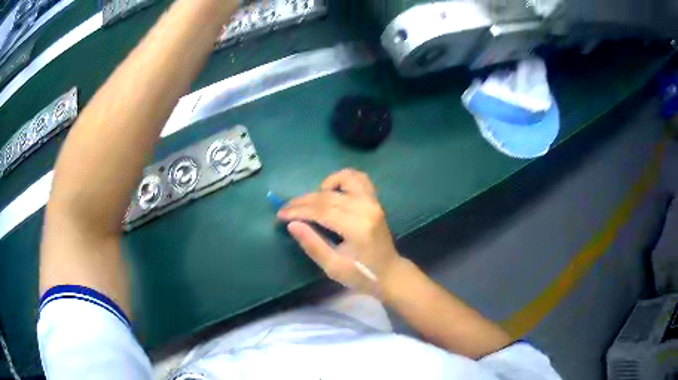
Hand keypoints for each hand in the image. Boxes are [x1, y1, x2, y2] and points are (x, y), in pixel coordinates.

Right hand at [277, 169, 402, 295]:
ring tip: (311, 202)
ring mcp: (373, 202)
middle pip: (328, 196)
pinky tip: (330, 191)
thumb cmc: (361, 274)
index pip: (321, 211)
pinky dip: (341, 179)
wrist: (389, 273)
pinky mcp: (375, 200)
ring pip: (345, 179)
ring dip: (323, 186)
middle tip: (285, 209)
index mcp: (357, 228)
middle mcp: (366, 208)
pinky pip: (358, 179)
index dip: (298, 211)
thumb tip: (292, 224)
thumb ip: (312, 244)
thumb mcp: (333, 267)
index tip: (280, 214)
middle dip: (303, 201)